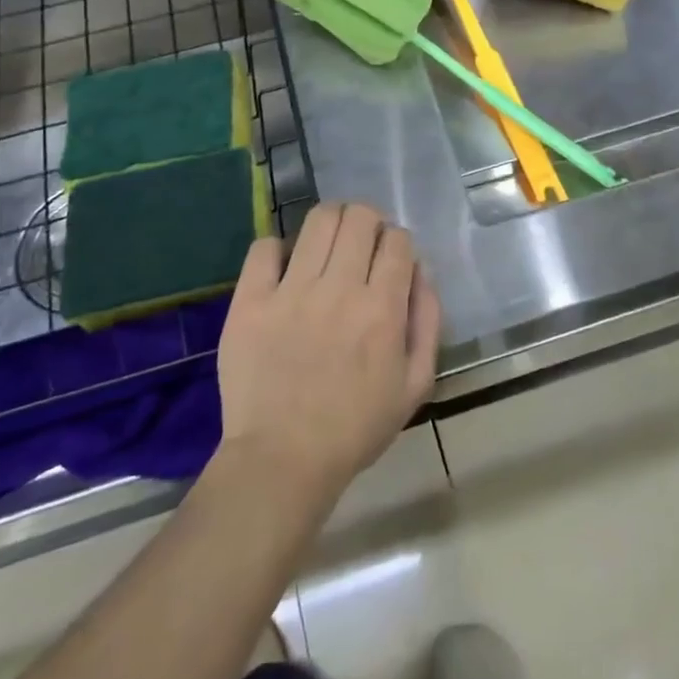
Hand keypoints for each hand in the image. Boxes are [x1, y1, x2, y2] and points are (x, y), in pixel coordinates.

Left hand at [216, 203, 441, 511]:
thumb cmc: (355, 427)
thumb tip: (420, 270)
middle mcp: (339, 289)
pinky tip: (285, 269)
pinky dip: (279, 249)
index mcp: (382, 309)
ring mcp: (291, 291)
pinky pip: (265, 247)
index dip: (398, 243)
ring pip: (319, 220)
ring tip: (327, 246)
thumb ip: (428, 321)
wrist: (282, 460)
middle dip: (368, 223)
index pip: (398, 240)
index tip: (390, 261)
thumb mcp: (415, 384)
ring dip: (332, 223)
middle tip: (361, 247)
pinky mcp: (250, 300)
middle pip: (360, 217)